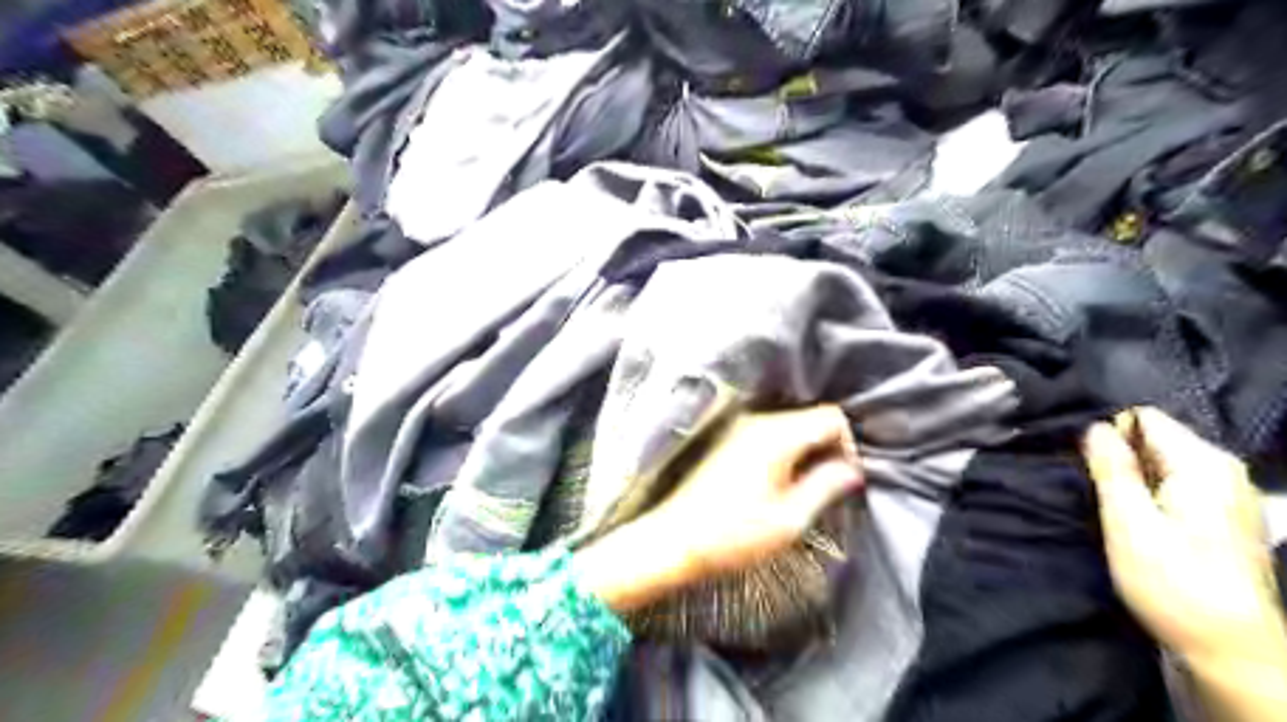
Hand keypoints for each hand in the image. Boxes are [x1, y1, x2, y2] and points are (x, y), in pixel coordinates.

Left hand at [576, 406, 856, 613]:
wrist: (675, 540)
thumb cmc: (733, 535)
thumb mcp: (790, 519)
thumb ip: (825, 486)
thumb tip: (852, 470)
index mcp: (776, 436)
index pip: (831, 416)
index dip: (849, 444)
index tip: (847, 477)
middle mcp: (758, 423)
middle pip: (811, 418)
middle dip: (830, 447)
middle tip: (832, 486)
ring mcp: (741, 430)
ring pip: (793, 426)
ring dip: (809, 451)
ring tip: (808, 490)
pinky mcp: (731, 442)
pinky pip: (773, 435)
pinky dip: (789, 452)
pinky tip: (784, 484)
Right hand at [1085, 410, 1286, 718]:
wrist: (1230, 649)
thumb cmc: (1173, 582)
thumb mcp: (1129, 523)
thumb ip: (1112, 469)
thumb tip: (1095, 426)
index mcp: (1203, 464)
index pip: (1144, 418)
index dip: (1107, 430)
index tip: (1080, 457)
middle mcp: (1224, 470)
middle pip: (1156, 438)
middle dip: (1117, 453)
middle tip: (1086, 480)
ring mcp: (1229, 494)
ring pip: (1163, 462)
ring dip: (1130, 475)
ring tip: (1105, 499)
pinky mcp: (1225, 517)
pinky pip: (1176, 483)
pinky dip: (1149, 492)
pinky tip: (1132, 515)